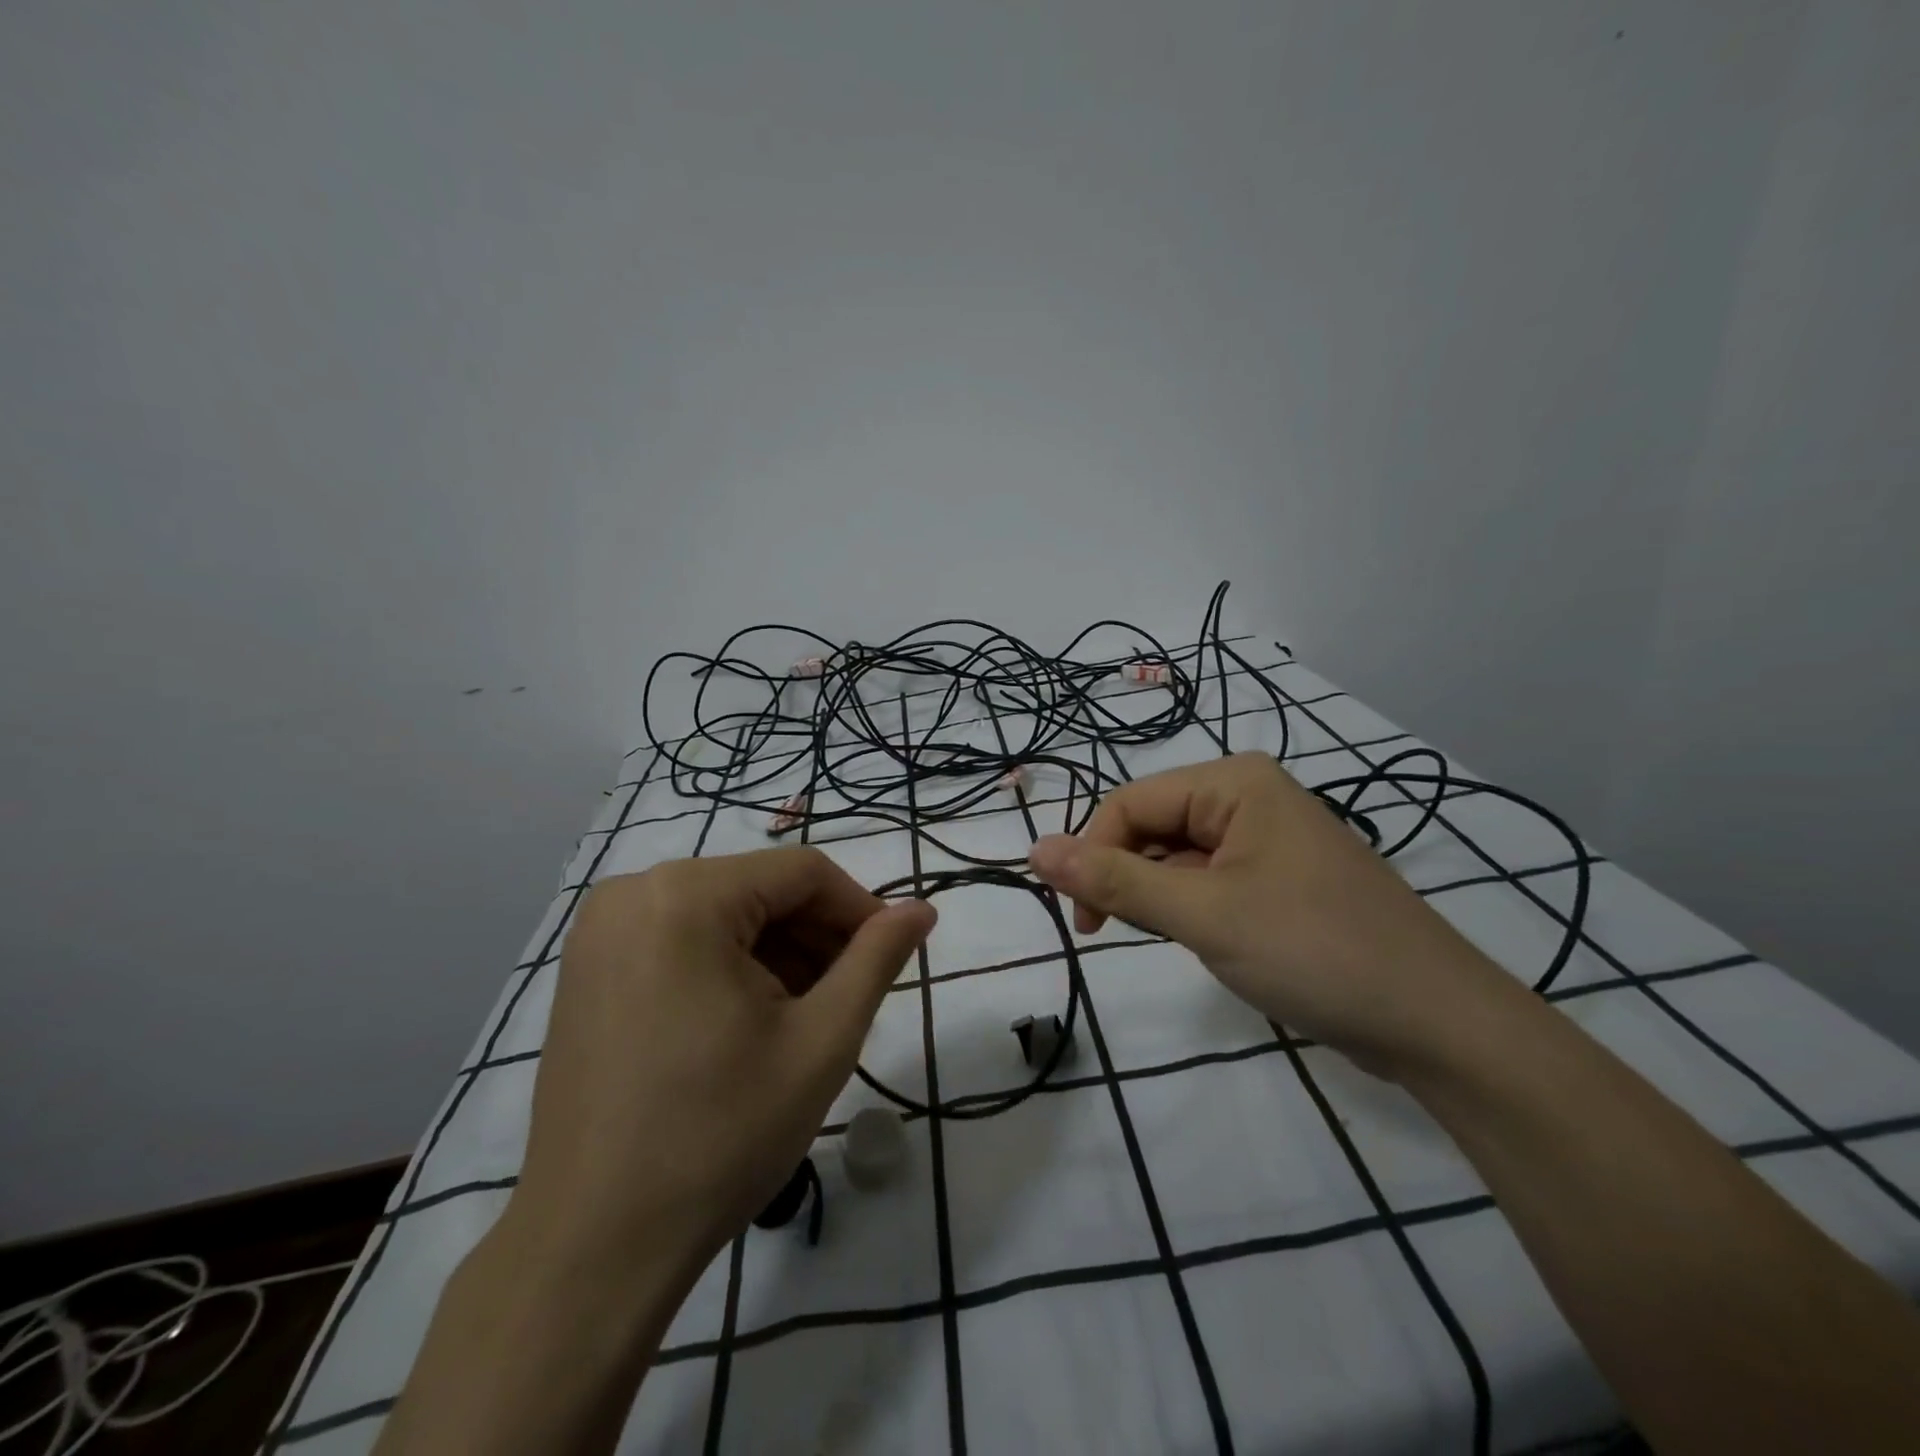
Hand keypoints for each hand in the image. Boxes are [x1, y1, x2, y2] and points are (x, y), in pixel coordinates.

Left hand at [512, 847, 936, 1277]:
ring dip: (777, 953)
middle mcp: (634, 893)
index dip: (859, 910)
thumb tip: (922, 909)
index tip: (889, 960)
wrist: (593, 1246)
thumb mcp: (821, 1041)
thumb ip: (877, 959)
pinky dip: (729, 965)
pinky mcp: (588, 969)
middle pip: (760, 889)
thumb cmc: (720, 1134)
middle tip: (849, 997)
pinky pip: (682, 939)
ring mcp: (602, 931)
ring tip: (804, 1018)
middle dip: (816, 936)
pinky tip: (749, 1023)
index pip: (802, 871)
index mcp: (686, 896)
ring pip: (724, 913)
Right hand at [1027, 753, 1518, 1077]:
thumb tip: (1034, 850)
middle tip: (1124, 935)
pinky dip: (1191, 910)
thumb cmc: (1314, 951)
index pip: (1130, 803)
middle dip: (1129, 878)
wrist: (1437, 1023)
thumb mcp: (1202, 915)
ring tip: (1181, 941)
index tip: (1083, 921)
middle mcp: (1249, 798)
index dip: (1093, 854)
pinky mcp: (1279, 880)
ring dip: (1160, 898)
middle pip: (1153, 826)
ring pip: (1178, 857)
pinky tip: (1208, 943)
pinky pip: (1209, 880)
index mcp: (1233, 783)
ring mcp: (1268, 839)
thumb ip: (1114, 881)